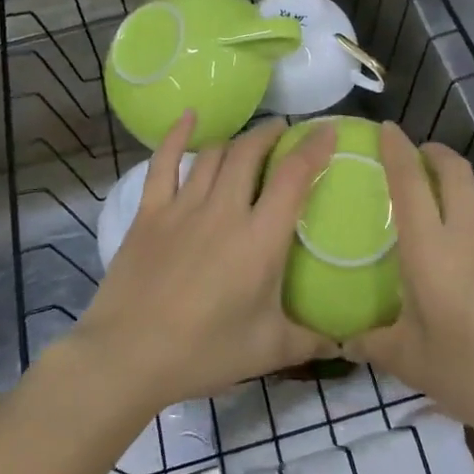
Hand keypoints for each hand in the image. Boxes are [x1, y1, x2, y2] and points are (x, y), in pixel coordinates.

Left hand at [71, 112, 336, 411]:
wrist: (127, 356)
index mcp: (260, 239)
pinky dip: (177, 135)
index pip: (294, 177)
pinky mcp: (149, 213)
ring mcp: (182, 208)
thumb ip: (312, 340)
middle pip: (250, 153)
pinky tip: (188, 117)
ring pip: (214, 155)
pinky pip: (164, 163)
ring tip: (249, 139)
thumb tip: (346, 340)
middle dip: (271, 135)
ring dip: (236, 140)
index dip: (314, 148)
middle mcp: (224, 211)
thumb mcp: (269, 350)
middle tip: (285, 132)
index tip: (328, 130)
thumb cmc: (204, 353)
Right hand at [349, 124, 473, 458]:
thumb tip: (343, 341)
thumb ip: (372, 344)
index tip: (385, 130)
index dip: (396, 150)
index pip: (408, 183)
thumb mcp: (410, 363)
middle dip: (432, 153)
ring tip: (449, 186)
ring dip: (464, 179)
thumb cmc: (472, 375)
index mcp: (430, 250)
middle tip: (416, 158)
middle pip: (452, 172)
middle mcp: (470, 232)